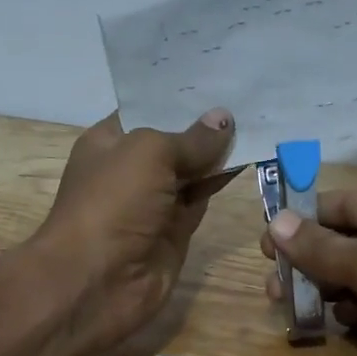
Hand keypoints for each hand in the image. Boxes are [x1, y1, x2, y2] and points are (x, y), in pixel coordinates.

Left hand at [34, 109, 237, 353]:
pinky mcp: (175, 230)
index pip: (147, 109)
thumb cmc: (112, 203)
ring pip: (192, 170)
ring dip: (219, 151)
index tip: (219, 74)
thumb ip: (191, 138)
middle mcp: (130, 169)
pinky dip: (222, 180)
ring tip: (259, 119)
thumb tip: (224, 118)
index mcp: (109, 142)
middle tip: (250, 93)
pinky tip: (250, 157)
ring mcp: (154, 202)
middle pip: (173, 139)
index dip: (179, 94)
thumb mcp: (149, 154)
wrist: (96, 281)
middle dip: (206, 121)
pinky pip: (202, 198)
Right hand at [261, 189, 356, 355]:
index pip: (342, 204)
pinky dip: (344, 317)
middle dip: (306, 261)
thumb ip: (326, 248)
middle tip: (272, 284)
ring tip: (288, 308)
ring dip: (320, 291)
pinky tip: (333, 327)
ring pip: (349, 280)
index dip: (302, 218)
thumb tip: (275, 223)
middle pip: (341, 243)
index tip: (265, 241)